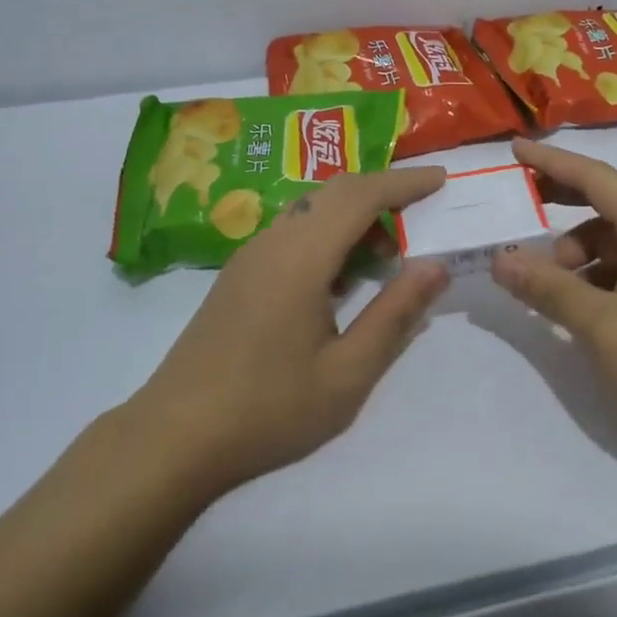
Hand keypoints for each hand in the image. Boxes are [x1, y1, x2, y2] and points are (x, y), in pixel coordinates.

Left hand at [123, 167, 449, 498]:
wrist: (173, 436)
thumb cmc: (268, 409)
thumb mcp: (346, 374)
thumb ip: (394, 314)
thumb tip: (436, 266)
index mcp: (302, 256)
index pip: (362, 195)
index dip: (405, 183)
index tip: (442, 180)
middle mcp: (275, 239)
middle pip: (336, 190)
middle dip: (383, 191)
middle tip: (423, 212)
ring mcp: (251, 253)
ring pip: (312, 208)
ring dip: (354, 214)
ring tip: (387, 254)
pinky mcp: (239, 272)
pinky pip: (293, 229)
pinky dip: (329, 232)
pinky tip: (342, 277)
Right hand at [492, 139, 616, 461]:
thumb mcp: (603, 328)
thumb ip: (548, 288)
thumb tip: (500, 259)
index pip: (597, 178)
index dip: (552, 161)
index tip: (514, 148)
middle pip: (608, 203)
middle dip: (562, 200)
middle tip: (520, 204)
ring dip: (579, 251)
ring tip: (550, 283)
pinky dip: (600, 272)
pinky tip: (582, 303)